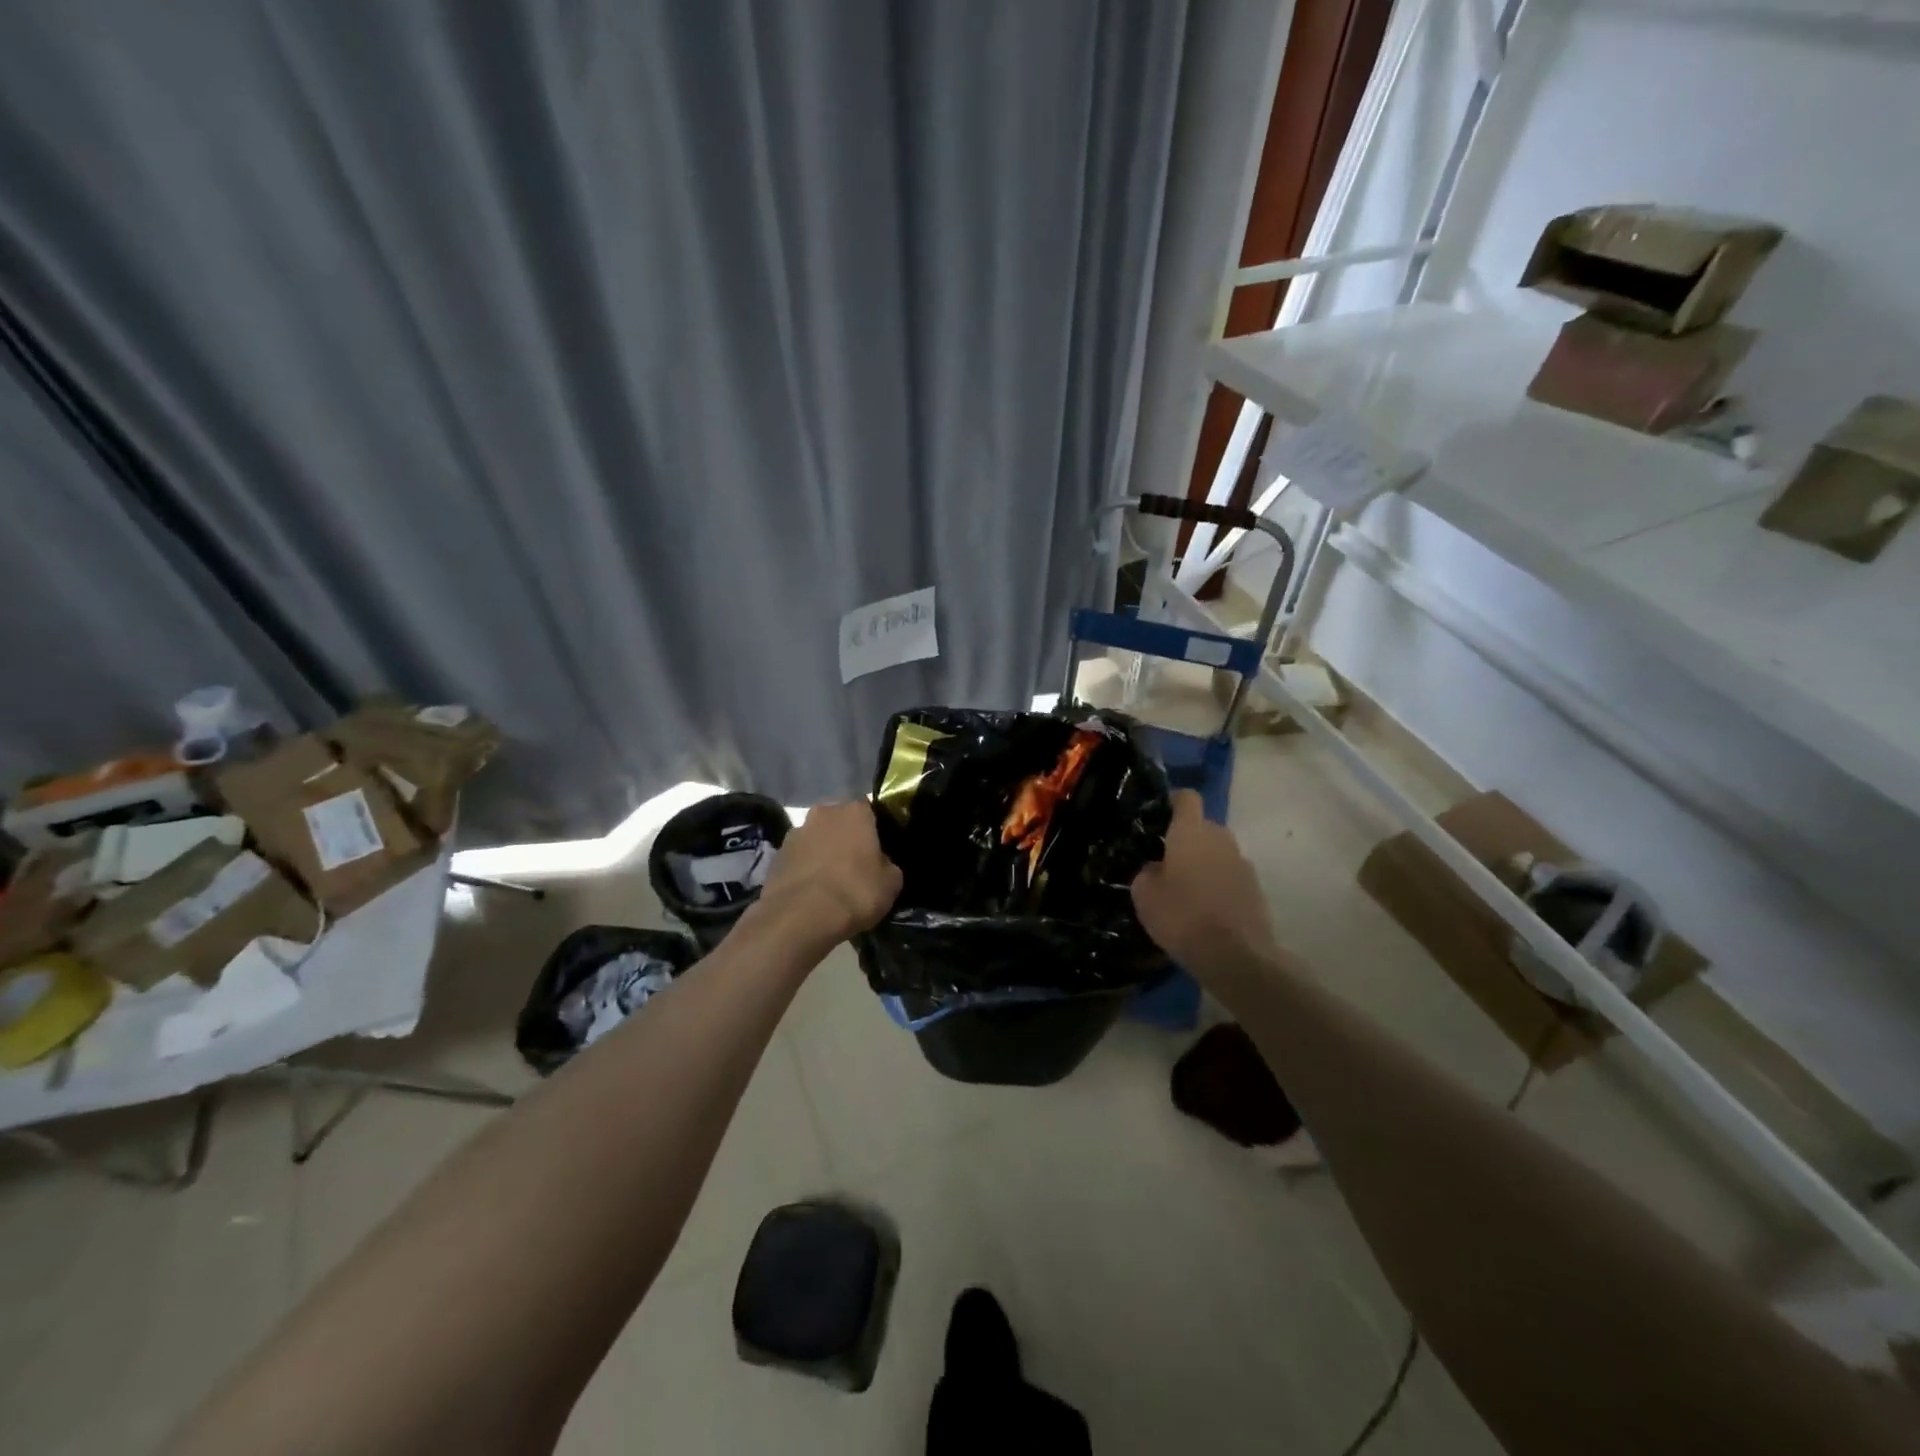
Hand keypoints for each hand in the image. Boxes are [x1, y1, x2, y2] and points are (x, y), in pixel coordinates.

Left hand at [754, 801, 902, 944]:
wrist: (799, 918)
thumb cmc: (854, 893)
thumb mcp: (891, 883)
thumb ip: (889, 864)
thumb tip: (881, 863)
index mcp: (855, 812)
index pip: (869, 809)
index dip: (874, 828)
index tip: (879, 848)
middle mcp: (823, 813)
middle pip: (839, 821)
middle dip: (846, 837)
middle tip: (855, 864)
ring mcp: (795, 833)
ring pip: (816, 838)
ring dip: (823, 852)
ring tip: (830, 882)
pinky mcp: (776, 856)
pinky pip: (798, 858)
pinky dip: (804, 869)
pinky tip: (811, 892)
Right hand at [1130, 790, 1278, 977]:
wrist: (1236, 956)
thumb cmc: (1182, 917)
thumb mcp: (1144, 895)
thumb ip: (1148, 872)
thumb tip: (1157, 868)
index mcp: (1191, 832)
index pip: (1186, 798)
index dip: (1172, 801)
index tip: (1158, 815)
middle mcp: (1221, 838)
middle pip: (1203, 826)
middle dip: (1186, 838)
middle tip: (1166, 860)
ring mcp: (1243, 863)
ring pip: (1218, 852)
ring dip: (1203, 862)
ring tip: (1186, 888)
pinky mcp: (1256, 888)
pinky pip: (1230, 875)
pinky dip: (1218, 884)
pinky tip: (1205, 909)